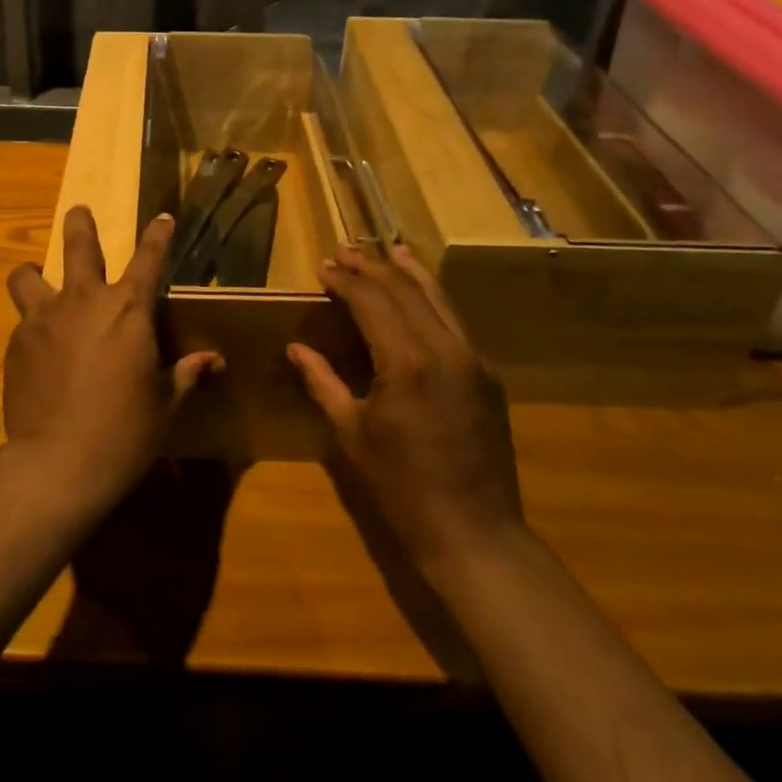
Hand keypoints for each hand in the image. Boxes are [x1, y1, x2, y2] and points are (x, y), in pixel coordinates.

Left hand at [4, 207, 218, 502]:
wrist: (58, 463)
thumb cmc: (125, 431)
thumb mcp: (166, 403)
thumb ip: (186, 373)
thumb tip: (213, 360)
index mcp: (129, 309)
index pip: (150, 258)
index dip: (159, 235)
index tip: (163, 218)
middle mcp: (84, 300)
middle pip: (78, 244)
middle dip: (80, 224)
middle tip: (79, 212)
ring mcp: (44, 318)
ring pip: (27, 276)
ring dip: (34, 273)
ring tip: (36, 279)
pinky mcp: (16, 343)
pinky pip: (23, 322)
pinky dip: (32, 326)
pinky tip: (38, 352)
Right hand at [288, 242, 522, 575]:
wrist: (475, 532)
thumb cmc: (403, 487)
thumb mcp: (352, 433)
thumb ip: (323, 382)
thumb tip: (296, 348)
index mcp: (407, 362)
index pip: (372, 300)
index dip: (346, 280)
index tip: (324, 267)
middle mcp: (444, 347)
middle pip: (405, 289)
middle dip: (372, 267)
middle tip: (345, 251)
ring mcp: (472, 358)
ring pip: (438, 297)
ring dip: (408, 272)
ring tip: (388, 249)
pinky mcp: (486, 373)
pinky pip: (454, 320)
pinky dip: (432, 298)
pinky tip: (419, 292)